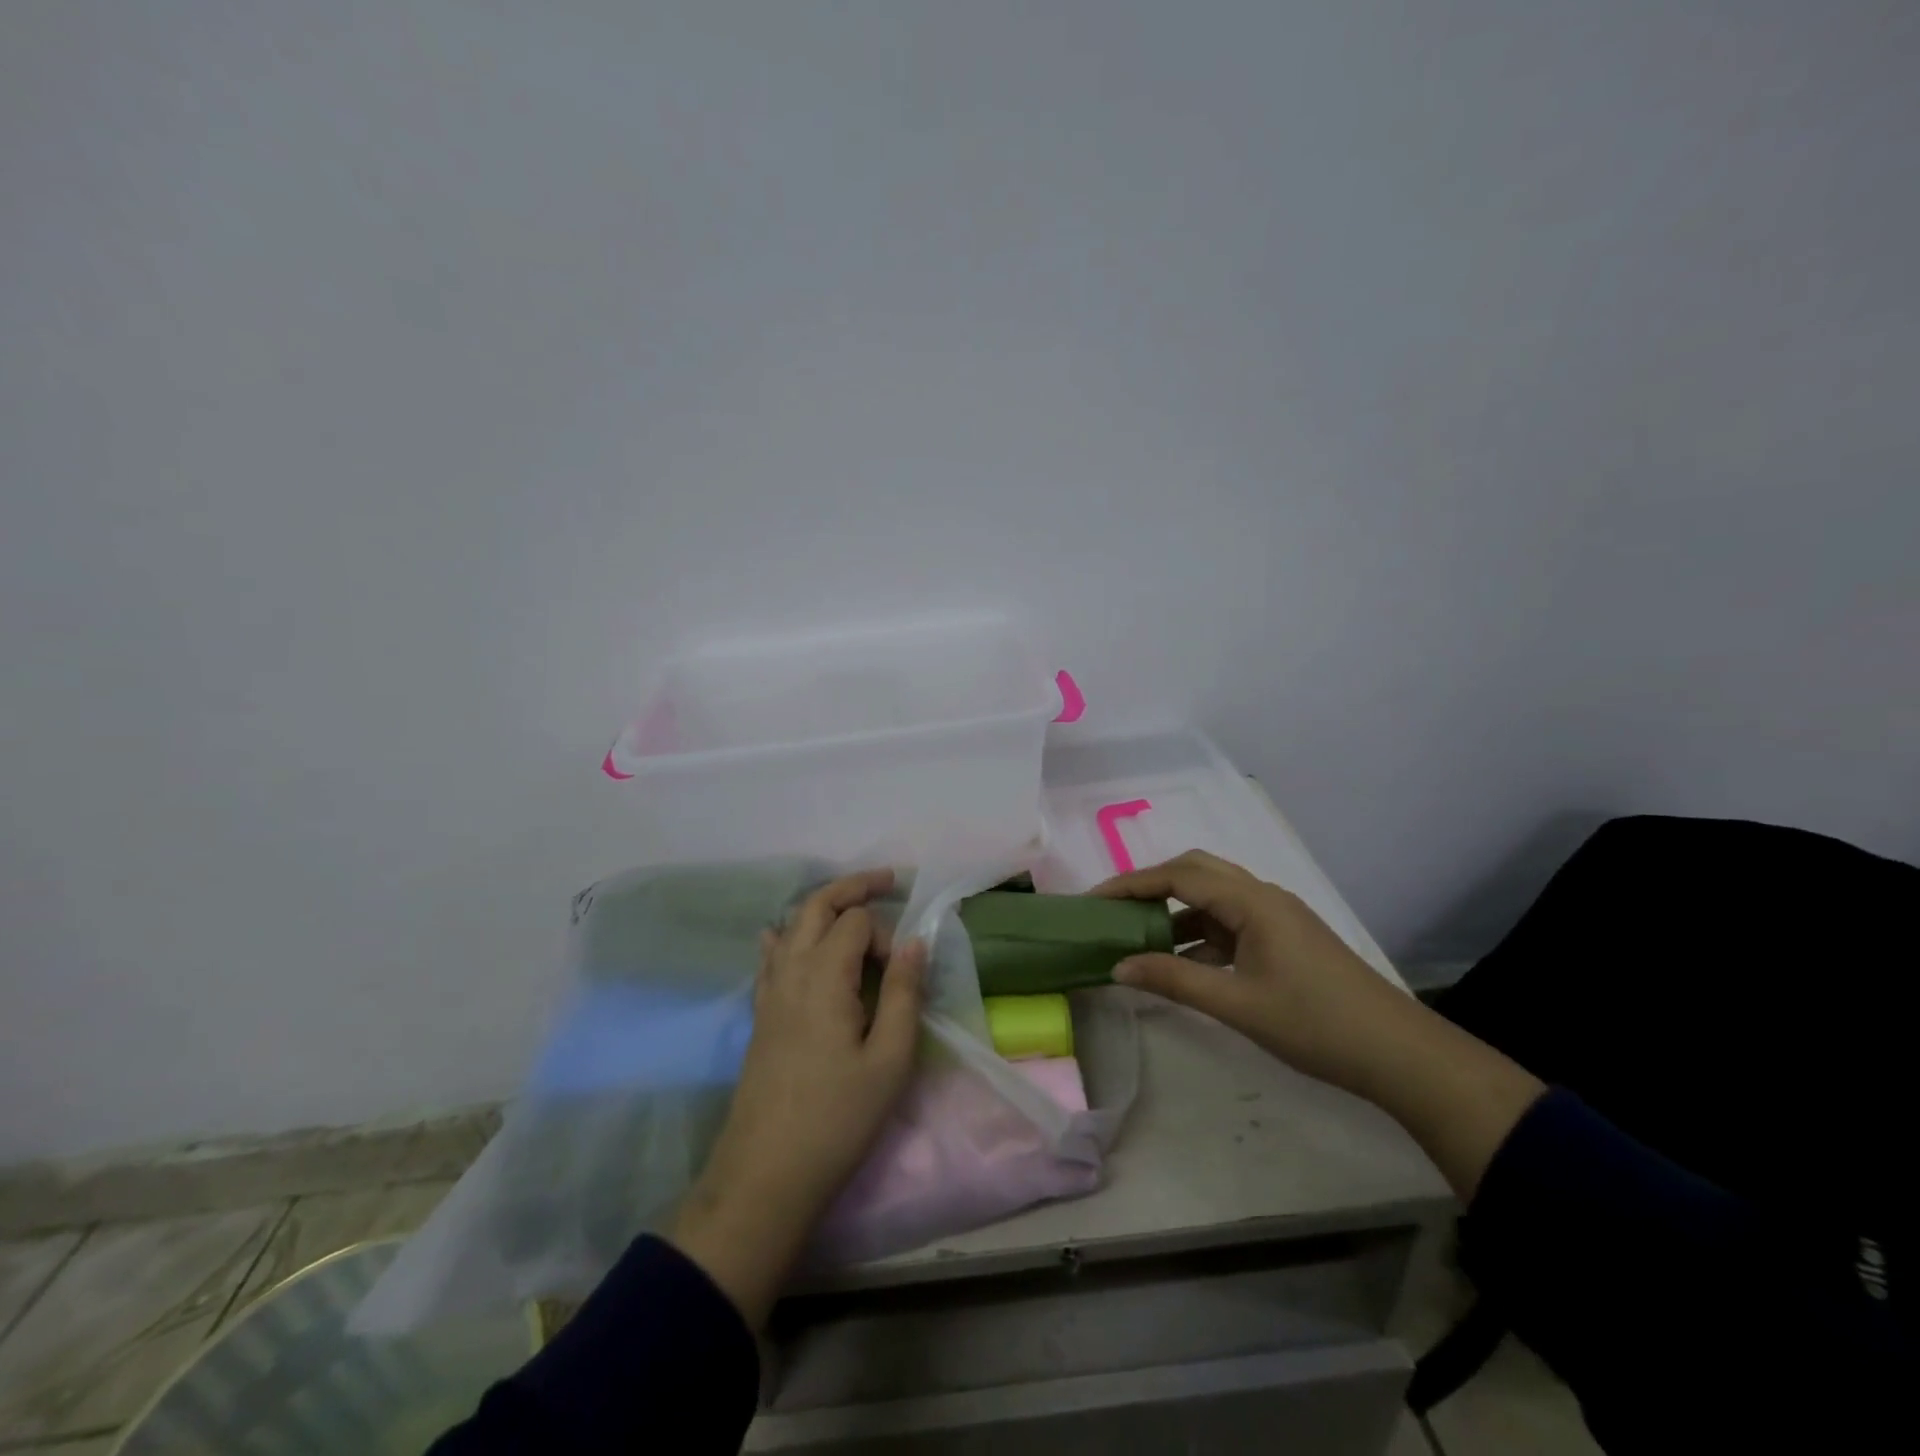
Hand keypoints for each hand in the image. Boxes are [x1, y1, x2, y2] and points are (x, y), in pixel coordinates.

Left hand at [670, 869, 924, 1326]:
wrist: (765, 1175)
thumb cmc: (838, 1118)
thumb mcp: (890, 1059)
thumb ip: (905, 993)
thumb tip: (914, 942)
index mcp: (824, 975)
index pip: (856, 922)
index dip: (886, 935)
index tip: (903, 974)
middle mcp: (790, 971)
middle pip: (816, 906)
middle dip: (851, 888)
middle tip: (887, 881)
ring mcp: (768, 992)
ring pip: (791, 926)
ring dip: (822, 907)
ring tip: (852, 909)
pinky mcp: (759, 1015)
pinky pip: (770, 957)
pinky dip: (786, 937)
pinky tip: (786, 940)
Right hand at [1094, 850, 1407, 1093]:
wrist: (1400, 1055)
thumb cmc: (1316, 1025)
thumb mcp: (1237, 1005)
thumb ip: (1174, 980)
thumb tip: (1117, 967)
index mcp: (1253, 902)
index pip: (1179, 875)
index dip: (1132, 883)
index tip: (1094, 900)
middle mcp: (1263, 896)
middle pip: (1196, 871)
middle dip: (1152, 885)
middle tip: (1115, 909)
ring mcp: (1276, 916)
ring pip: (1213, 897)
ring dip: (1175, 910)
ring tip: (1138, 936)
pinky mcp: (1283, 938)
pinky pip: (1230, 922)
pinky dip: (1199, 933)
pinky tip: (1182, 962)